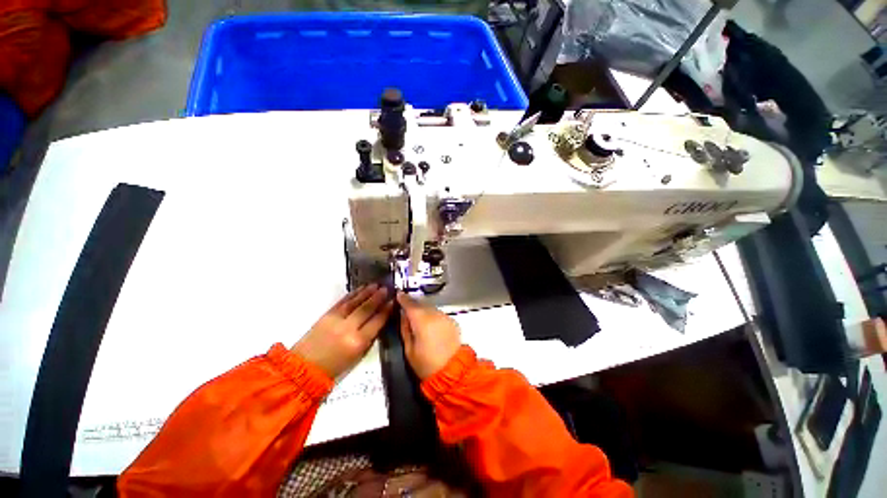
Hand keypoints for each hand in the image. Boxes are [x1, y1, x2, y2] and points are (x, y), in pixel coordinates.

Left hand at [293, 284, 392, 377]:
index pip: (377, 321)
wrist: (305, 368)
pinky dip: (352, 294)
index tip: (393, 301)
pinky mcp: (326, 315)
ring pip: (355, 302)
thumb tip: (379, 321)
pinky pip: (342, 302)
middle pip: (367, 308)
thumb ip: (370, 338)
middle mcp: (349, 328)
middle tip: (386, 289)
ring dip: (367, 292)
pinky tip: (360, 289)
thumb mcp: (358, 356)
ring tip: (376, 285)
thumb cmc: (335, 367)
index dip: (387, 310)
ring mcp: (336, 320)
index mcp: (358, 341)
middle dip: (378, 297)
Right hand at [398, 292, 461, 379]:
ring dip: (423, 310)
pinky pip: (438, 314)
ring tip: (417, 319)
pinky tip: (430, 325)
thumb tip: (403, 315)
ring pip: (430, 308)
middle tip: (405, 308)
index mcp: (422, 321)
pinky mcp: (452, 321)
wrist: (453, 371)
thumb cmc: (427, 364)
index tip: (398, 294)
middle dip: (413, 305)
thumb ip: (405, 329)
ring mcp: (445, 317)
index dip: (403, 298)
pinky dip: (432, 316)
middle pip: (421, 304)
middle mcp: (435, 314)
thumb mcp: (409, 349)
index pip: (410, 304)